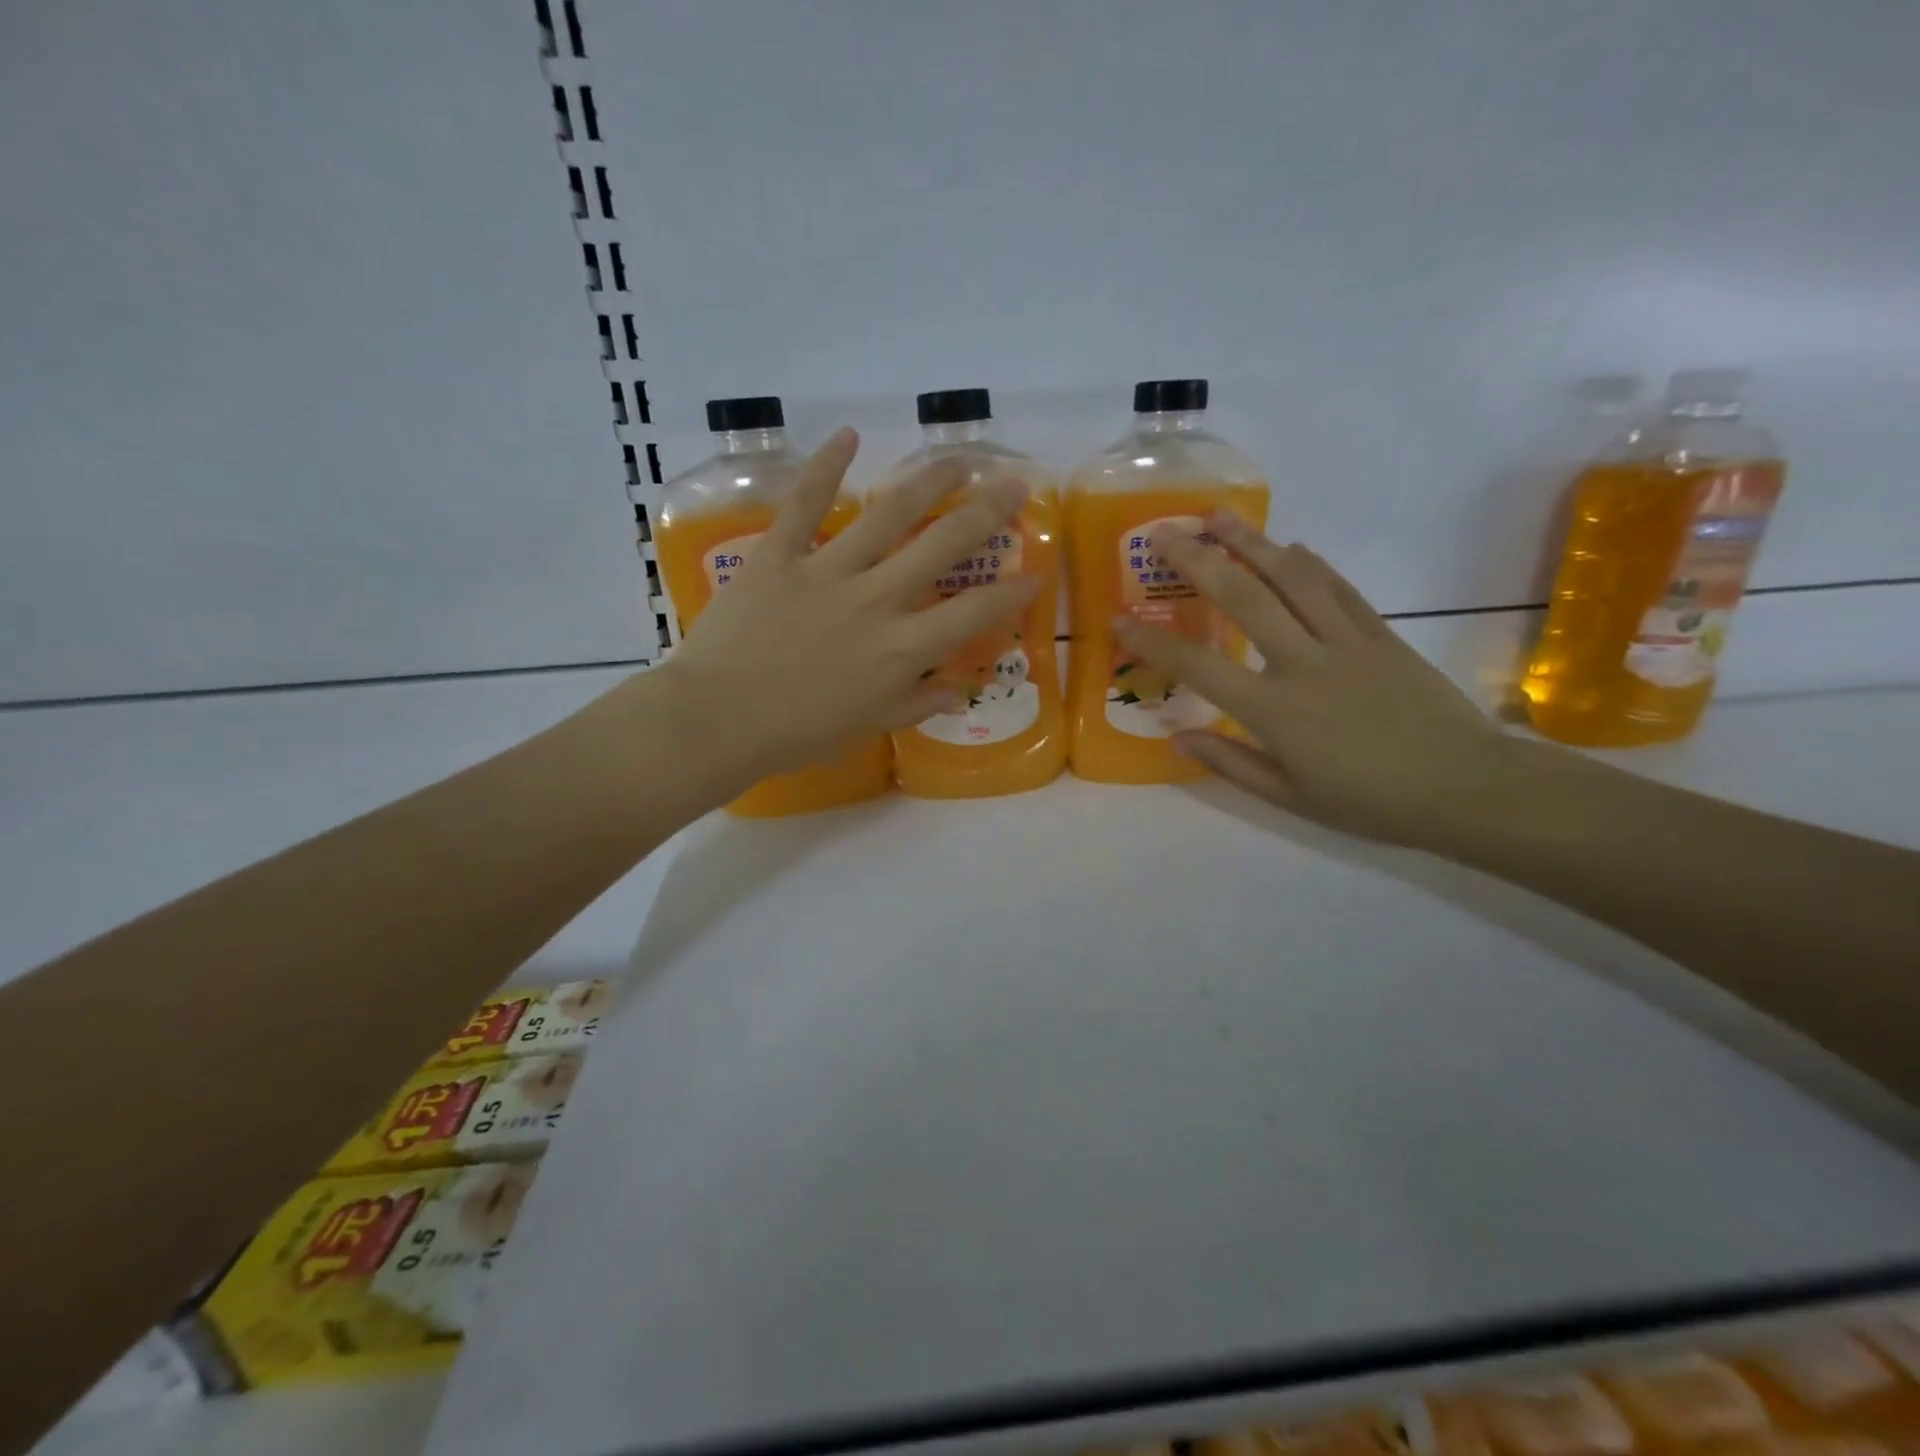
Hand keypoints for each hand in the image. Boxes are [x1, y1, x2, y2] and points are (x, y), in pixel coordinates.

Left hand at [651, 427, 1036, 783]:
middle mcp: (875, 601)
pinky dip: (825, 468)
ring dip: (927, 481)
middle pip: (942, 547)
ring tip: (956, 459)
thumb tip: (959, 689)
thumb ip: (917, 702)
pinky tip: (848, 436)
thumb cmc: (798, 733)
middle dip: (986, 513)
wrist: (719, 720)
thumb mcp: (868, 725)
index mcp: (900, 650)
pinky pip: (804, 505)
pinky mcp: (779, 556)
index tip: (1034, 575)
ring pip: (887, 515)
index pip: (972, 614)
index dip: (1010, 594)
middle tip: (1013, 485)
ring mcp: (827, 572)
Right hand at [1116, 515, 1511, 847]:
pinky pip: (1339, 589)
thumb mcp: (1290, 797)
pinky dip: (1310, 563)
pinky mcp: (1381, 634)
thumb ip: (1231, 762)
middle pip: (1243, 598)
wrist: (1465, 787)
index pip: (1198, 666)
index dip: (1152, 642)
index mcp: (1274, 710)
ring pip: (1292, 579)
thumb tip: (1179, 738)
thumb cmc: (1369, 801)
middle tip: (1164, 533)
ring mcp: (1346, 642)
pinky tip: (1289, 546)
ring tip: (1219, 517)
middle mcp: (1304, 663)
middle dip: (1197, 560)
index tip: (1118, 620)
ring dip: (1251, 542)